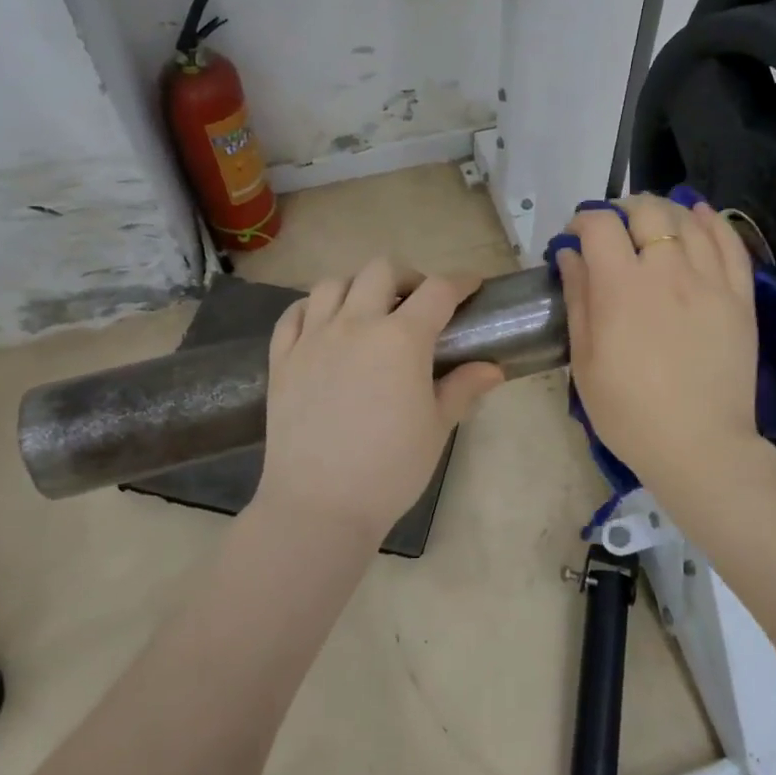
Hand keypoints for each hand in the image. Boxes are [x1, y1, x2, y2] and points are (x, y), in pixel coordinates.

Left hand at [255, 259, 504, 541]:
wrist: (320, 505)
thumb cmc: (390, 469)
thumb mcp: (437, 428)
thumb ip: (463, 388)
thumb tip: (493, 368)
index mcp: (401, 339)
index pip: (438, 291)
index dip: (460, 282)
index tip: (471, 287)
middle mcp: (355, 324)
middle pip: (381, 269)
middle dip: (407, 277)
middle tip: (417, 304)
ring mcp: (313, 338)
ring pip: (332, 283)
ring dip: (357, 287)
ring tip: (368, 311)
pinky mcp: (282, 358)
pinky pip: (293, 314)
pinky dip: (312, 308)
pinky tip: (323, 324)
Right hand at [555, 194, 763, 493]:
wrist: (699, 447)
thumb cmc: (629, 412)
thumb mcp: (586, 360)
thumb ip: (578, 299)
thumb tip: (570, 255)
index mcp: (621, 287)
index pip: (600, 225)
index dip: (583, 220)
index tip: (575, 237)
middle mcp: (667, 271)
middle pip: (648, 211)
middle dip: (624, 209)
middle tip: (615, 228)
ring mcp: (710, 281)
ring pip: (689, 219)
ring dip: (665, 211)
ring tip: (653, 223)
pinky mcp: (740, 297)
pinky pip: (730, 244)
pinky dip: (712, 222)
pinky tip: (700, 216)